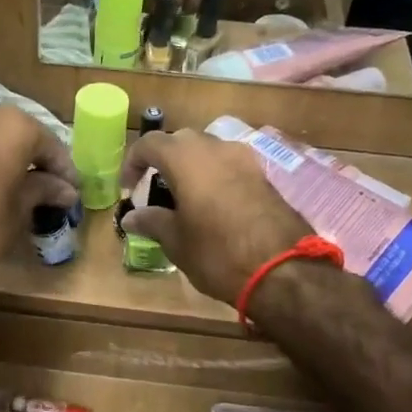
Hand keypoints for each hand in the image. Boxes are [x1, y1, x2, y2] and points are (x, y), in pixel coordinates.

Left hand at [0, 102, 78, 291]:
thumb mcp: (18, 212)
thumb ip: (42, 190)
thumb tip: (64, 189)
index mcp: (11, 125)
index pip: (49, 144)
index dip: (63, 169)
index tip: (71, 189)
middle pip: (14, 133)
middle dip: (29, 158)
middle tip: (44, 185)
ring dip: (0, 158)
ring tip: (12, 187)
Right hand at [118, 129, 312, 304]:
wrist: (283, 270)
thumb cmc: (217, 253)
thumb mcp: (176, 242)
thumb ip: (152, 222)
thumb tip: (131, 217)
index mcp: (186, 158)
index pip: (150, 144)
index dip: (133, 162)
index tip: (128, 187)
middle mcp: (216, 148)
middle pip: (181, 141)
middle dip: (164, 160)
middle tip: (155, 188)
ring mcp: (245, 159)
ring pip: (209, 150)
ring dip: (192, 166)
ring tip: (183, 197)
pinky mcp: (264, 175)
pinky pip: (230, 165)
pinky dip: (215, 176)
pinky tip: (212, 204)